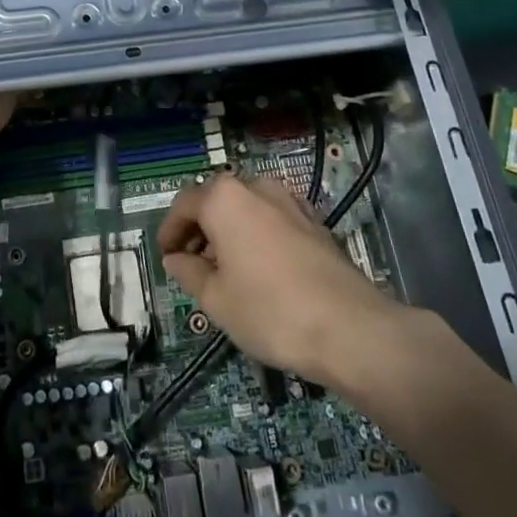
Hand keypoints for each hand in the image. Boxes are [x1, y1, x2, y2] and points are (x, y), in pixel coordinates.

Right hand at [156, 171, 430, 390]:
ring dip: (230, 230)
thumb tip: (177, 259)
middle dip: (200, 229)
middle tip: (192, 264)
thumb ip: (189, 272)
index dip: (170, 231)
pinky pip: (273, 218)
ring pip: (246, 207)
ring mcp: (290, 201)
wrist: (350, 329)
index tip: (166, 258)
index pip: (184, 205)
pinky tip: (261, 267)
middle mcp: (256, 187)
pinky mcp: (315, 221)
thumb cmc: (270, 312)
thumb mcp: (216, 299)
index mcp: (224, 198)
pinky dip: (258, 234)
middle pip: (216, 200)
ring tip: (226, 268)